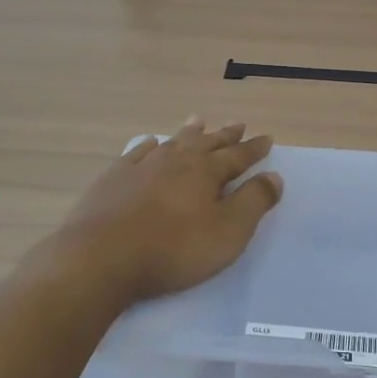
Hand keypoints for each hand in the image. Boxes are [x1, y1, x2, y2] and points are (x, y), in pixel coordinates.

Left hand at [44, 119, 282, 305]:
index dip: (254, 149)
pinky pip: (137, 153)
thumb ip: (254, 202)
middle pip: (206, 143)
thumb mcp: (228, 231)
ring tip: (198, 120)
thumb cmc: (174, 248)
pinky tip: (151, 144)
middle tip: (238, 125)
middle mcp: (176, 160)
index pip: (238, 156)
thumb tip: (274, 176)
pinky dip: (149, 146)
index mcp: (206, 171)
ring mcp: (141, 167)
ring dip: (189, 132)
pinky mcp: (113, 179)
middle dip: (225, 135)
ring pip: (173, 142)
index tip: (267, 139)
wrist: (102, 257)